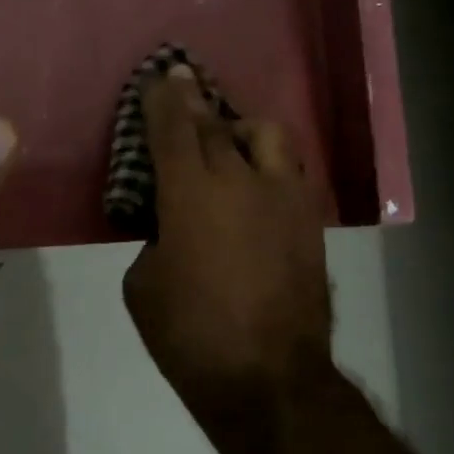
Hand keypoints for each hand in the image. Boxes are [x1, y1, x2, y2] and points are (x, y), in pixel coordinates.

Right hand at [122, 66, 332, 416]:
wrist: (268, 378)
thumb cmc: (190, 335)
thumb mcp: (144, 285)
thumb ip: (155, 240)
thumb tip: (173, 230)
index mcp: (190, 194)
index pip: (173, 129)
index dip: (163, 99)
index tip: (159, 76)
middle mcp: (241, 181)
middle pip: (216, 125)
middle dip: (195, 102)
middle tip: (183, 87)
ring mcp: (283, 198)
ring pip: (268, 135)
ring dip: (241, 128)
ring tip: (230, 142)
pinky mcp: (310, 221)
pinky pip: (291, 170)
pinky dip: (269, 163)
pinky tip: (258, 181)